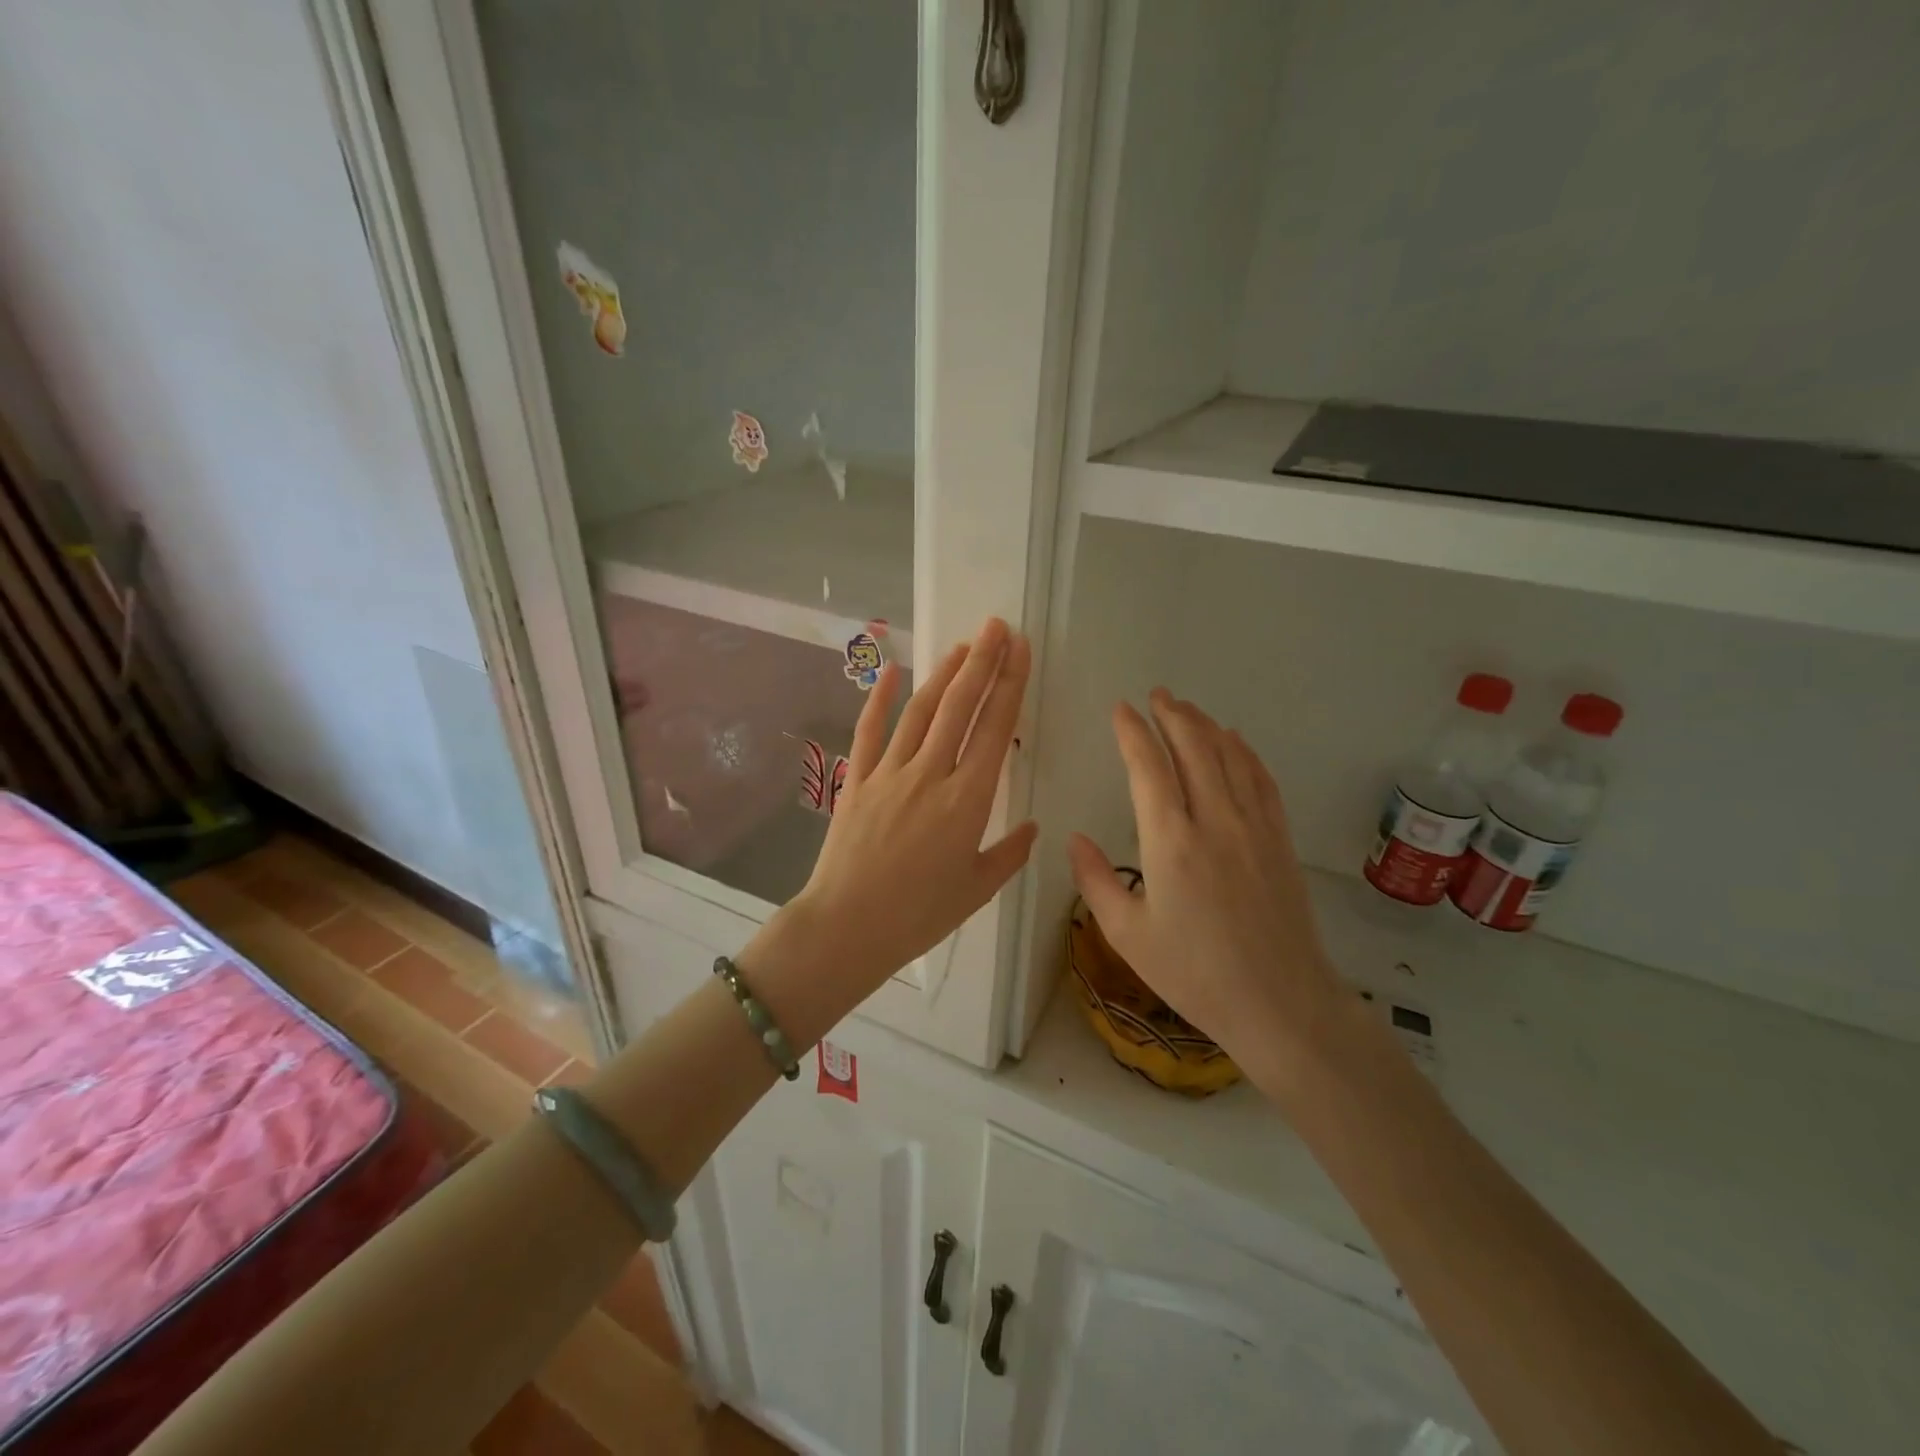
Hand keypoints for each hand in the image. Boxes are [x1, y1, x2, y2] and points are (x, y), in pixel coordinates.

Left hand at [778, 618, 1036, 1017]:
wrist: (848, 928)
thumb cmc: (919, 915)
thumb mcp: (976, 889)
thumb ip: (1009, 854)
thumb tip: (1031, 827)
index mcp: (968, 800)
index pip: (995, 728)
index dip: (1009, 684)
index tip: (1020, 649)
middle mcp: (931, 774)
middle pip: (960, 707)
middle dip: (982, 662)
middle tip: (997, 626)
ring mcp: (890, 773)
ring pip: (921, 711)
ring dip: (944, 674)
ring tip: (963, 646)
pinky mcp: (857, 780)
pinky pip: (870, 731)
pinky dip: (881, 698)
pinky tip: (892, 669)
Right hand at [1067, 690, 1352, 1092]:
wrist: (1280, 1003)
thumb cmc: (1194, 973)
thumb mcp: (1128, 936)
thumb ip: (1096, 881)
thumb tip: (1074, 839)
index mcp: (1171, 842)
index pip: (1149, 769)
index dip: (1133, 733)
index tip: (1121, 709)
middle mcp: (1214, 821)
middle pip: (1194, 749)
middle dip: (1172, 716)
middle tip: (1156, 695)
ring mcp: (1254, 828)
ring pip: (1230, 757)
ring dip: (1207, 726)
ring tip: (1188, 708)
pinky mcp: (1280, 840)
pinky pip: (1262, 780)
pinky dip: (1246, 753)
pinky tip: (1236, 742)